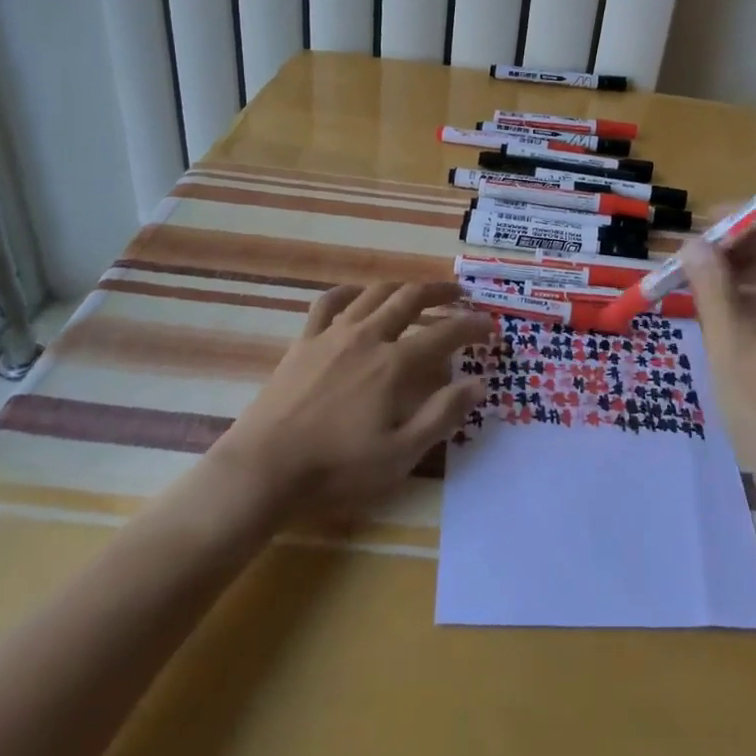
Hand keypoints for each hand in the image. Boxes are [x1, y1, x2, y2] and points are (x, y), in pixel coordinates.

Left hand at [212, 281, 491, 515]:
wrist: (265, 468)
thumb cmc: (337, 467)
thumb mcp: (400, 454)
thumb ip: (442, 415)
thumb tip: (479, 383)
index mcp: (394, 363)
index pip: (445, 333)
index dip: (472, 326)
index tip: (490, 326)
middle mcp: (368, 336)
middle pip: (411, 298)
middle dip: (441, 292)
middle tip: (460, 294)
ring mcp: (333, 334)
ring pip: (375, 293)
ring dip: (402, 286)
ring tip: (417, 291)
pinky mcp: (305, 341)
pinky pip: (329, 302)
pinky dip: (350, 292)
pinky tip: (358, 295)